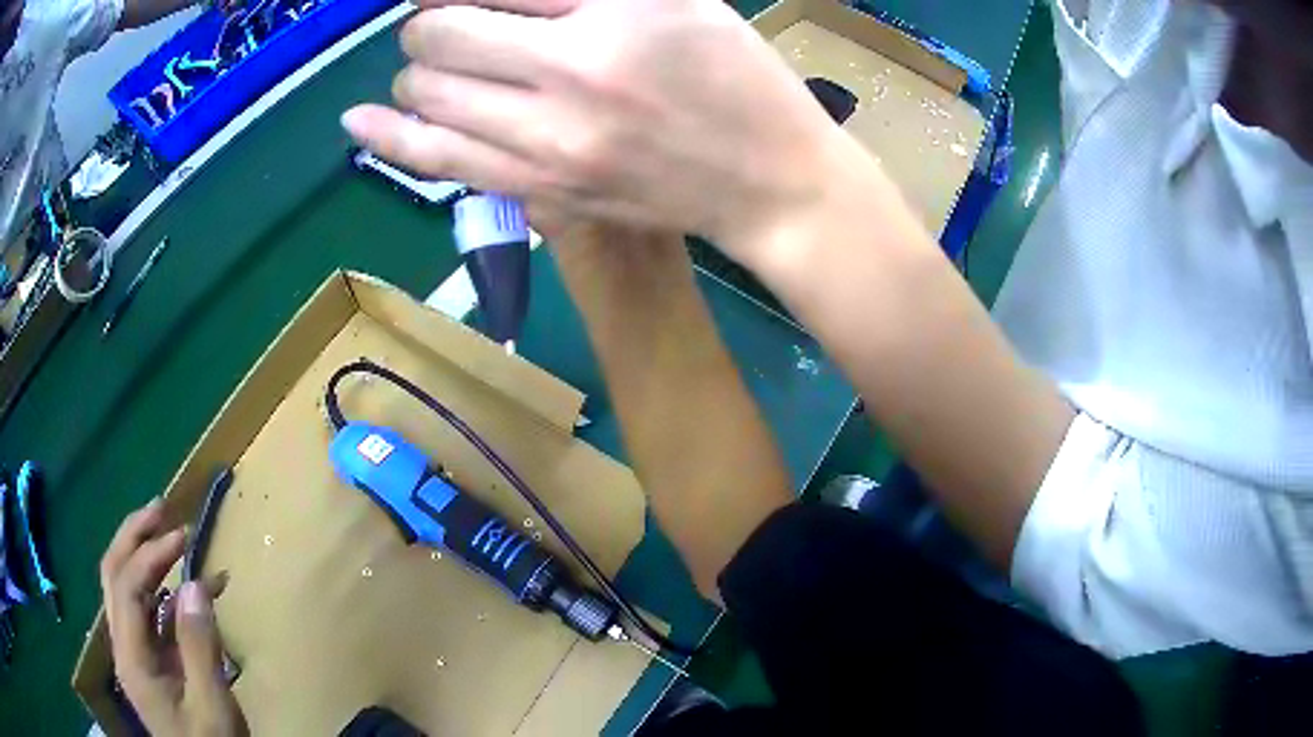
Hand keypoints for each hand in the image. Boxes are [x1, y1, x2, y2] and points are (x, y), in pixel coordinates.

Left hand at [100, 499, 247, 736]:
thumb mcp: (212, 706)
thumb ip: (200, 648)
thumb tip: (196, 584)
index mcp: (131, 658)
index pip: (127, 587)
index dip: (150, 554)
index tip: (182, 535)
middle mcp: (123, 645)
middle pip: (114, 574)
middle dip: (134, 536)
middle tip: (162, 509)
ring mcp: (134, 652)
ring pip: (124, 588)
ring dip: (143, 554)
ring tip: (168, 532)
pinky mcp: (149, 660)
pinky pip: (148, 613)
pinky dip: (163, 591)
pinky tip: (188, 587)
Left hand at [341, 0, 861, 260]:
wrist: (771, 183)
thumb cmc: (739, 77)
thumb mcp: (676, 0)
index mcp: (610, 21)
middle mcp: (567, 81)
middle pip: (435, 38)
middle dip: (433, 24)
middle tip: (458, 23)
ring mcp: (544, 148)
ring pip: (424, 96)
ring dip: (420, 71)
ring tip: (441, 64)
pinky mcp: (539, 195)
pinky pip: (436, 162)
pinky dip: (389, 136)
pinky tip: (358, 121)